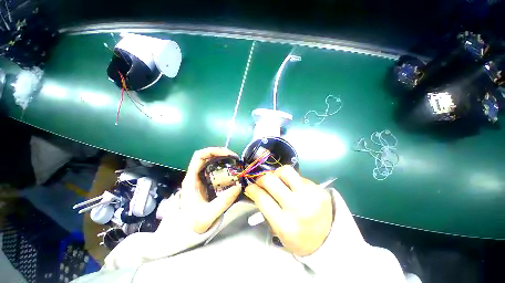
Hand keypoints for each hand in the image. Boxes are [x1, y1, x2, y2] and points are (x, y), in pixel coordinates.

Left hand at [180, 147, 241, 233]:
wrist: (188, 230)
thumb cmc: (193, 222)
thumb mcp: (207, 215)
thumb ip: (222, 202)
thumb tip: (238, 186)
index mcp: (192, 179)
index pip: (199, 156)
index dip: (212, 151)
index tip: (227, 154)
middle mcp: (196, 175)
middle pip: (207, 156)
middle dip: (221, 153)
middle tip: (234, 158)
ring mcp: (201, 178)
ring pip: (212, 161)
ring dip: (223, 159)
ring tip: (235, 162)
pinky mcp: (207, 182)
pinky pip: (216, 169)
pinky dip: (224, 167)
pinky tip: (232, 171)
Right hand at [245, 166, 332, 255]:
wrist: (329, 239)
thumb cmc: (299, 238)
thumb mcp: (279, 231)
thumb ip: (267, 209)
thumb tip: (257, 189)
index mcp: (285, 224)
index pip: (262, 198)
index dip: (252, 189)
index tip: (250, 187)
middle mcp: (298, 207)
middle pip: (271, 180)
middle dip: (261, 178)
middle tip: (261, 181)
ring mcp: (310, 195)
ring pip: (285, 171)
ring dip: (277, 174)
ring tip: (278, 180)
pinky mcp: (318, 189)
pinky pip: (298, 176)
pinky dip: (291, 180)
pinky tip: (294, 187)